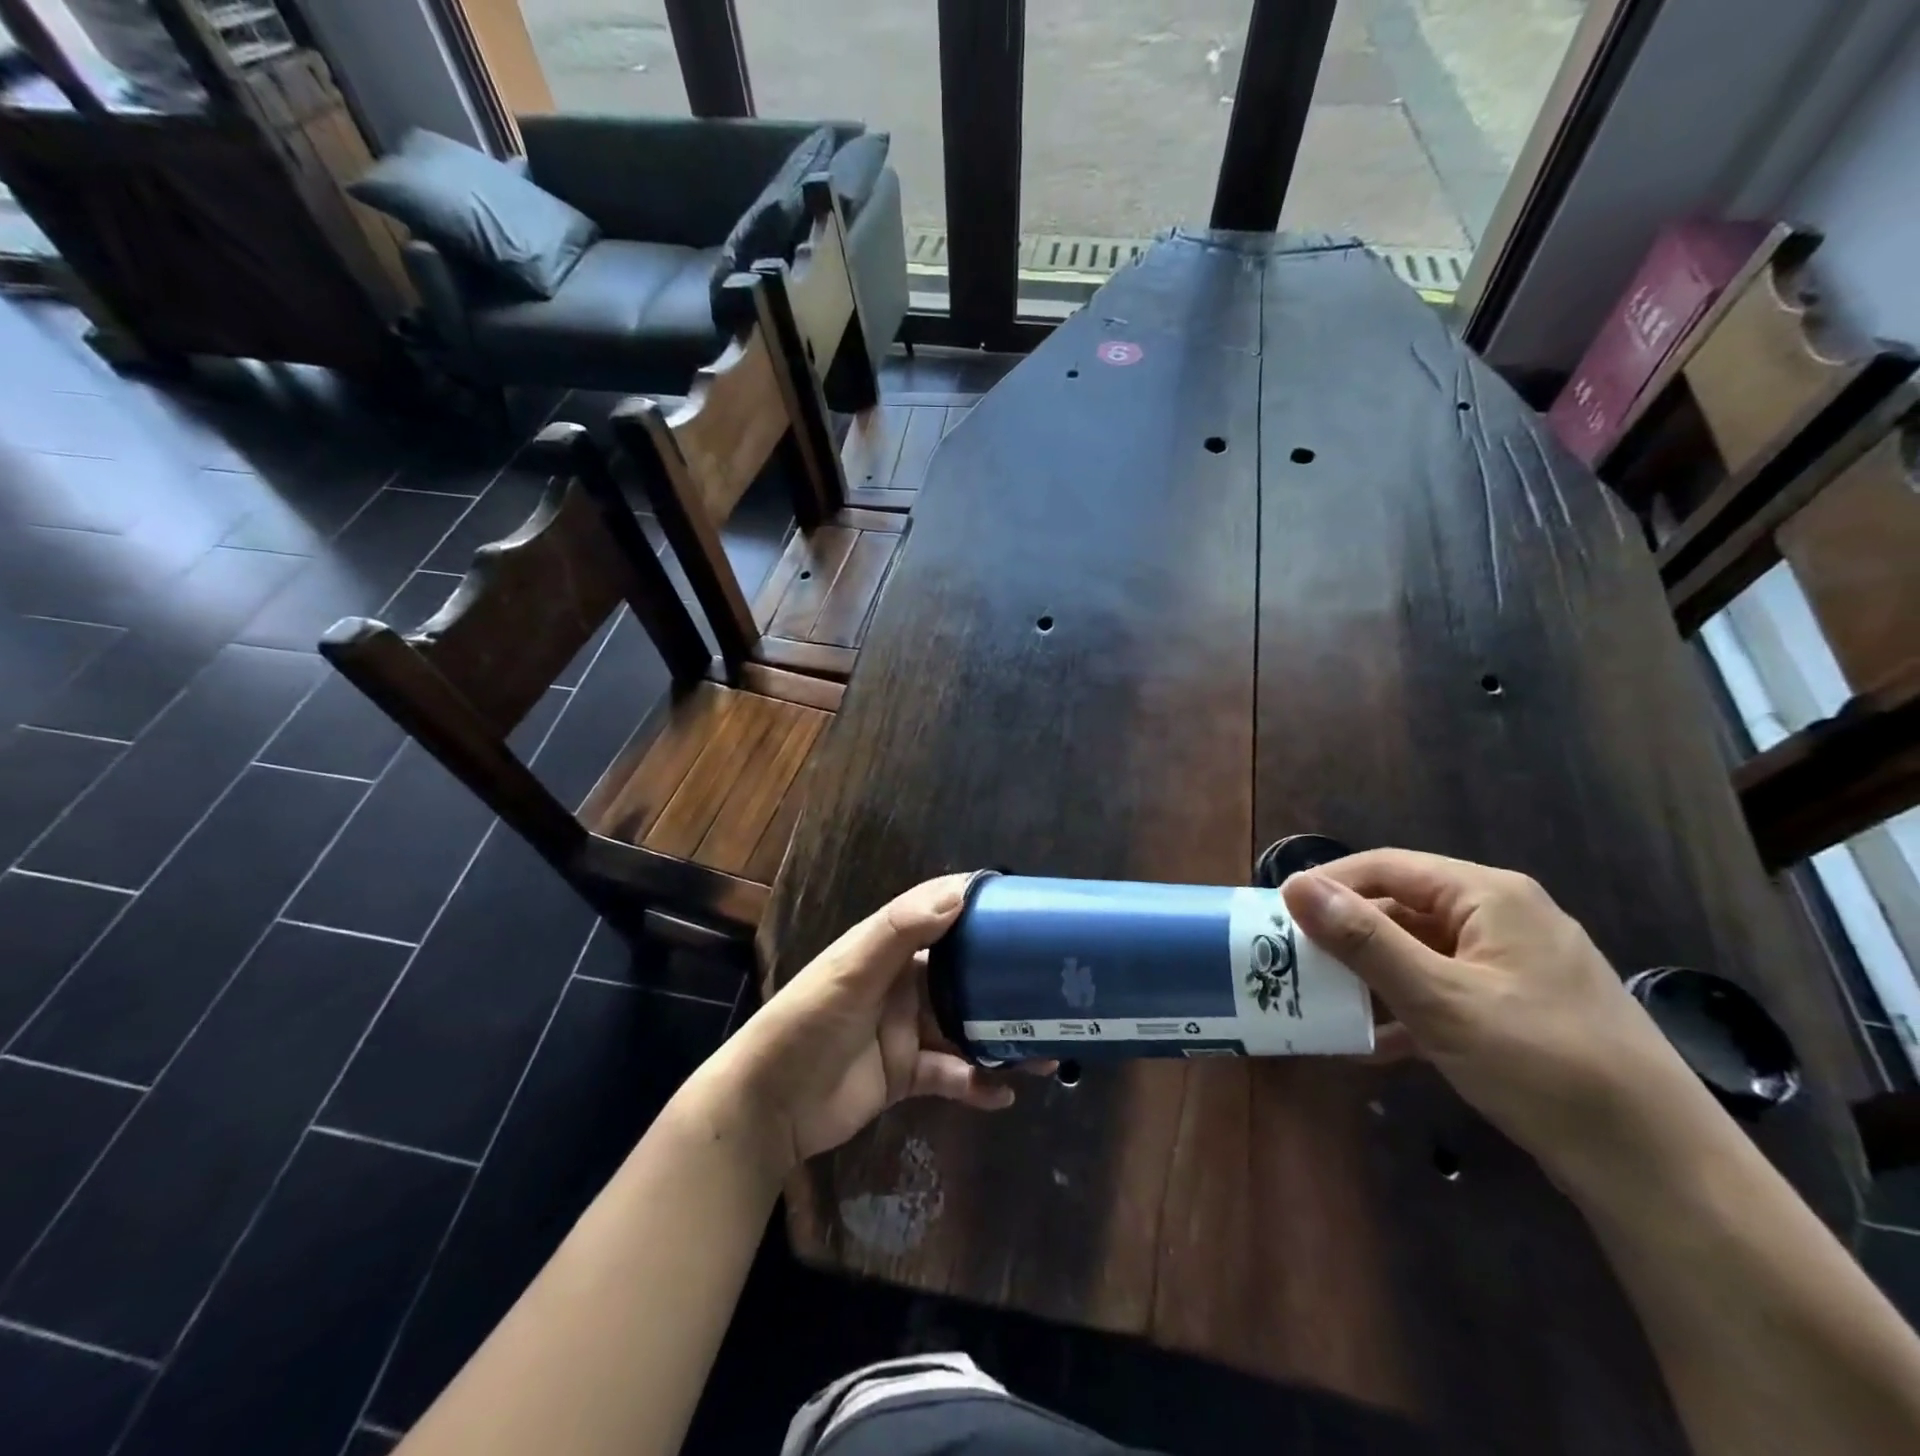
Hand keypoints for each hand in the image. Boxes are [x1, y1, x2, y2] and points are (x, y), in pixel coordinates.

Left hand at [713, 876, 1038, 1177]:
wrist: (768, 1106)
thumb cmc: (807, 1023)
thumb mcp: (851, 971)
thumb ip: (901, 932)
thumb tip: (959, 895)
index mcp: (888, 948)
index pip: (939, 915)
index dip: (977, 906)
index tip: (1025, 906)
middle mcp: (903, 983)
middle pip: (963, 974)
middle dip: (1004, 980)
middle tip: (1051, 987)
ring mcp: (907, 1029)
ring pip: (966, 1027)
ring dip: (1002, 1037)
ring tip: (1045, 1051)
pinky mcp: (907, 1073)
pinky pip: (953, 1074)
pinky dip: (978, 1083)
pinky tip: (1004, 1094)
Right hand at [1281, 849, 1714, 1187]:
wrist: (1662, 1171)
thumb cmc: (1543, 1065)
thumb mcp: (1439, 999)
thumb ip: (1363, 939)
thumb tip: (1295, 885)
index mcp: (1489, 896)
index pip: (1386, 867)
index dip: (1328, 884)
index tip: (1278, 914)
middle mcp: (1504, 918)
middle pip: (1403, 908)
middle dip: (1346, 935)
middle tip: (1293, 962)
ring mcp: (1516, 967)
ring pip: (1421, 953)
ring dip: (1371, 976)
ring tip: (1321, 1002)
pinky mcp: (1522, 1011)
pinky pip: (1446, 990)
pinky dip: (1406, 1009)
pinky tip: (1372, 1043)